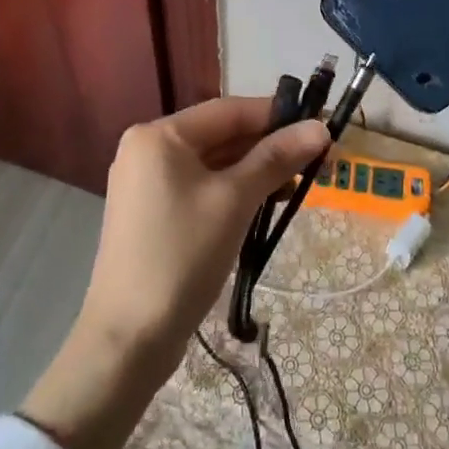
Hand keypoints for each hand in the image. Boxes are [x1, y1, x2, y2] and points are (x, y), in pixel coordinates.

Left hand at [83, 97, 329, 359]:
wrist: (128, 338)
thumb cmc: (182, 255)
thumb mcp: (235, 201)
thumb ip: (276, 158)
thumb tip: (321, 128)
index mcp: (159, 136)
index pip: (229, 111)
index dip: (276, 115)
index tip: (319, 124)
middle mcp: (147, 149)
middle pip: (220, 135)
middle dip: (268, 146)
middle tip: (317, 160)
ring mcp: (146, 183)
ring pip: (212, 164)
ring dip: (254, 171)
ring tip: (299, 185)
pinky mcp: (152, 213)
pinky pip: (200, 187)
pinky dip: (232, 191)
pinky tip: (265, 204)